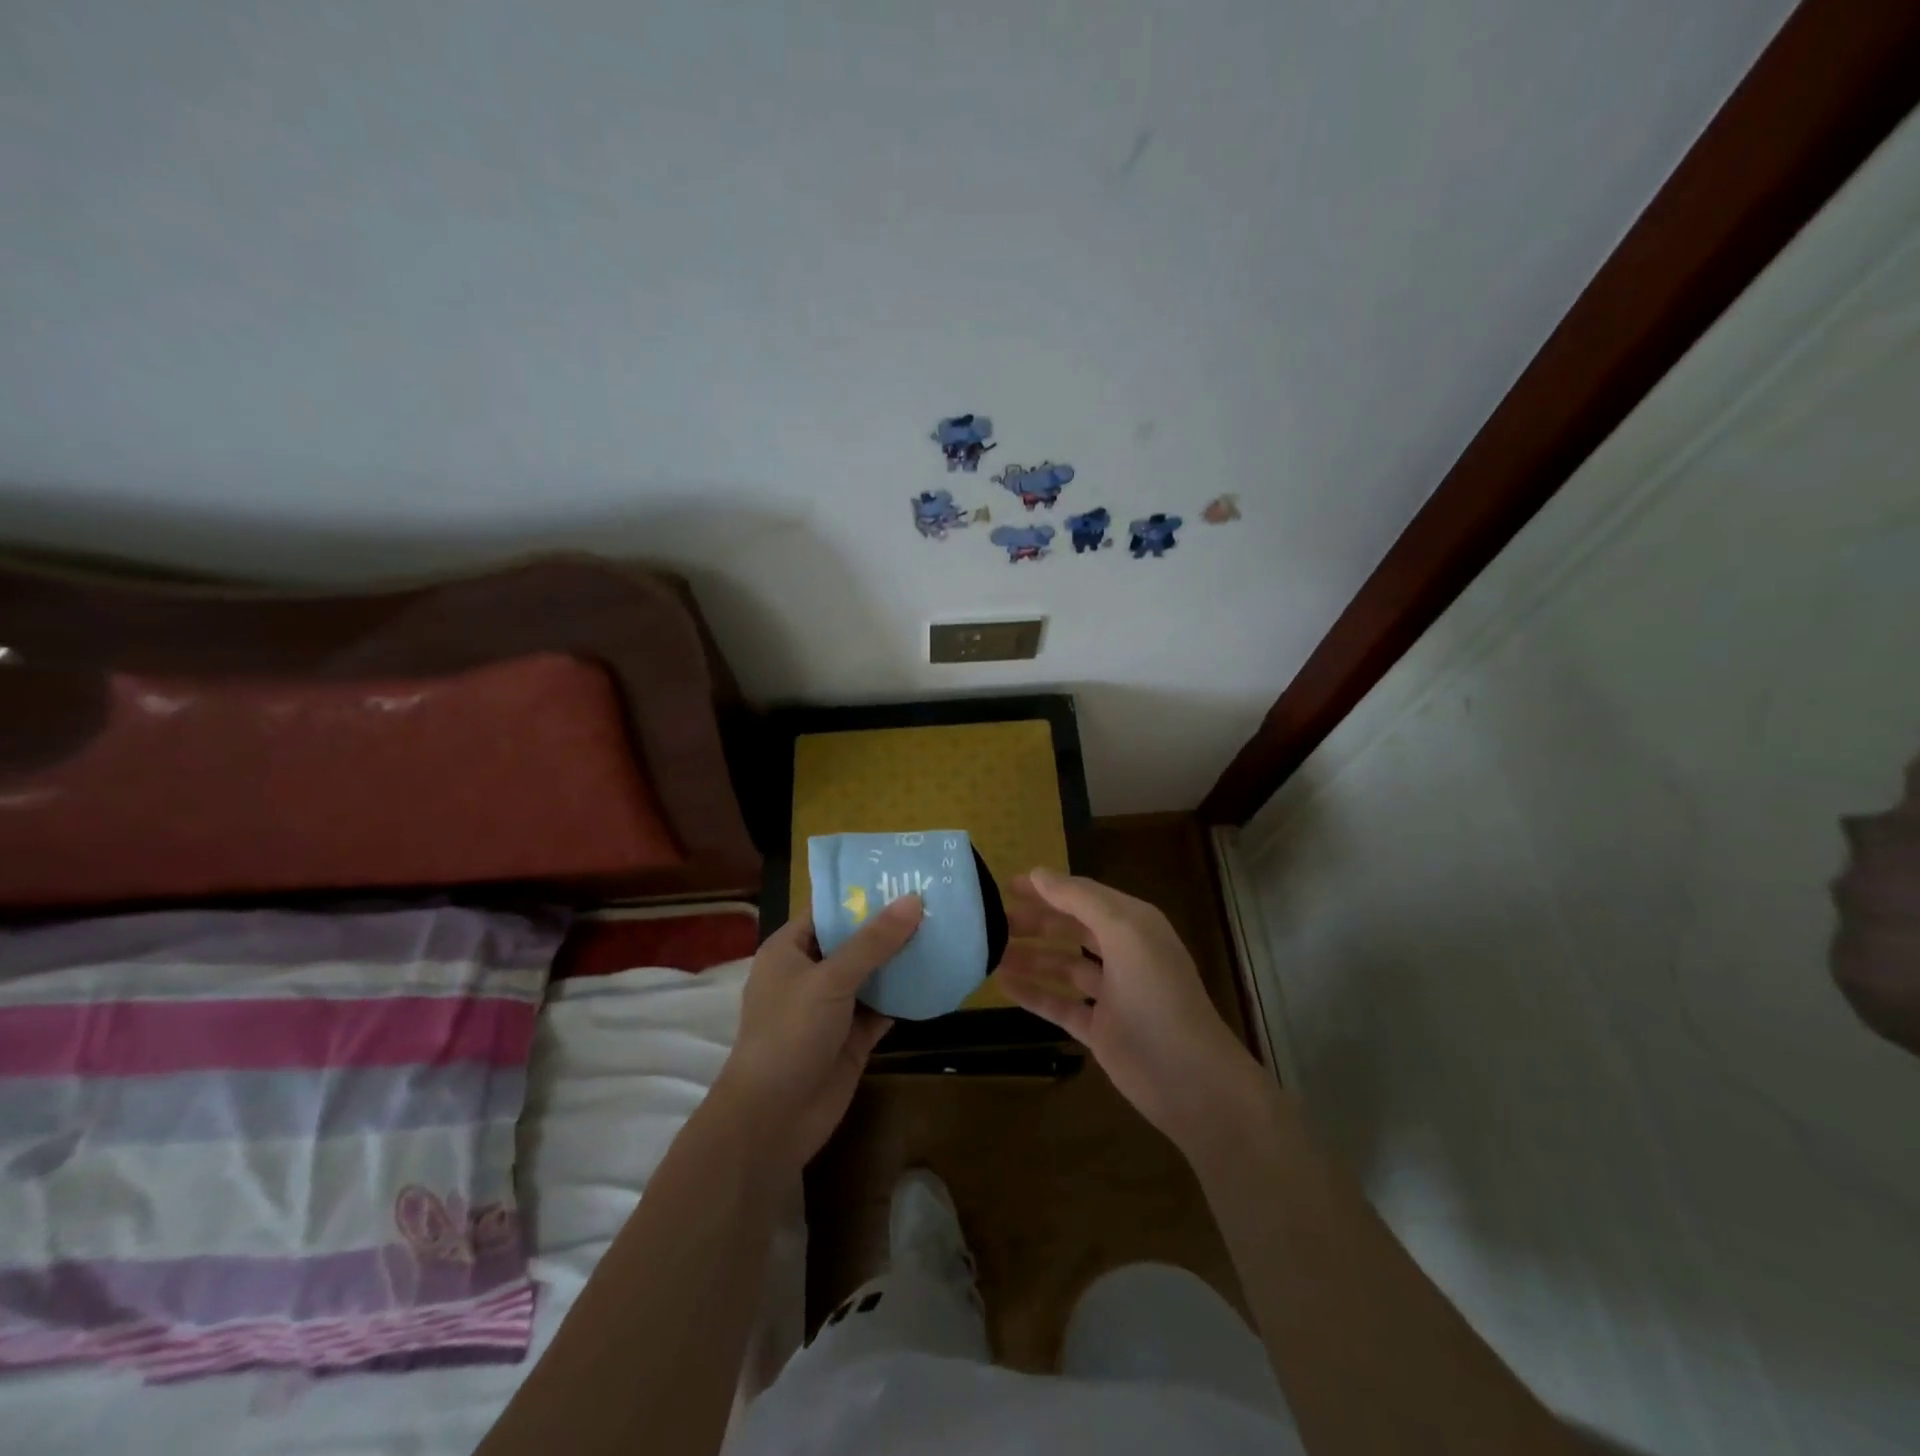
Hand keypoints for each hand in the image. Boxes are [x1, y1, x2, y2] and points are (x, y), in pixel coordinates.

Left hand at [715, 896, 920, 1169]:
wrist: (773, 1120)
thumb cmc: (789, 1035)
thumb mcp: (830, 980)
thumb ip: (873, 942)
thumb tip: (913, 900)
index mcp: (790, 949)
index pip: (829, 908)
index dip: (863, 891)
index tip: (903, 874)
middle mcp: (811, 972)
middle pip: (855, 939)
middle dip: (890, 923)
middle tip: (935, 898)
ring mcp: (833, 1006)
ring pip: (873, 973)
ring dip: (903, 958)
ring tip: (945, 929)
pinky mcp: (853, 1036)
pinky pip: (884, 1006)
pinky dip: (907, 994)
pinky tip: (939, 976)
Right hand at [996, 869, 1267, 1153]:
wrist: (1190, 1078)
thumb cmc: (1158, 995)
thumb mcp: (1124, 932)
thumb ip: (1081, 899)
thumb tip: (1038, 873)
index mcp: (1133, 925)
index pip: (1083, 895)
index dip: (1047, 888)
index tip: (1005, 885)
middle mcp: (1123, 953)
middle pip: (1071, 928)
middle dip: (1035, 921)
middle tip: (992, 921)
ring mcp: (1111, 993)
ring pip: (1062, 966)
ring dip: (1030, 957)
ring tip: (990, 952)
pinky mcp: (1099, 1028)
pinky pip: (1059, 1004)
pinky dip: (1033, 993)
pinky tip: (1003, 985)